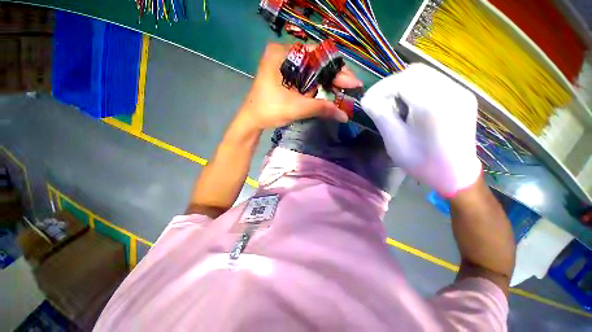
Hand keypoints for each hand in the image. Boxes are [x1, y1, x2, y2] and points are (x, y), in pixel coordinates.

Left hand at [237, 43, 361, 131]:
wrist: (252, 120)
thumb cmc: (270, 110)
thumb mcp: (297, 107)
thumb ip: (322, 108)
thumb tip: (344, 116)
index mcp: (283, 53)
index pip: (318, 54)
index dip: (337, 68)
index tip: (352, 81)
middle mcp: (284, 54)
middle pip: (315, 62)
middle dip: (332, 77)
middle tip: (349, 87)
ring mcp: (283, 65)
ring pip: (311, 71)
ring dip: (325, 82)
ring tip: (340, 91)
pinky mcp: (284, 76)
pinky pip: (304, 78)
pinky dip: (315, 87)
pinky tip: (324, 93)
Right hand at [361, 63, 480, 195]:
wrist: (456, 174)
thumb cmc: (422, 162)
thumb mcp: (395, 141)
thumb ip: (380, 115)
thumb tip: (367, 99)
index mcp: (433, 105)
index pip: (402, 80)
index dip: (380, 88)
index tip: (368, 101)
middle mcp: (451, 91)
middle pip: (415, 71)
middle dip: (392, 85)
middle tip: (381, 102)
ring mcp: (460, 92)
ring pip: (425, 74)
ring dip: (404, 86)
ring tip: (396, 105)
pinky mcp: (462, 95)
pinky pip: (435, 81)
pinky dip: (417, 89)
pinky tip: (412, 106)